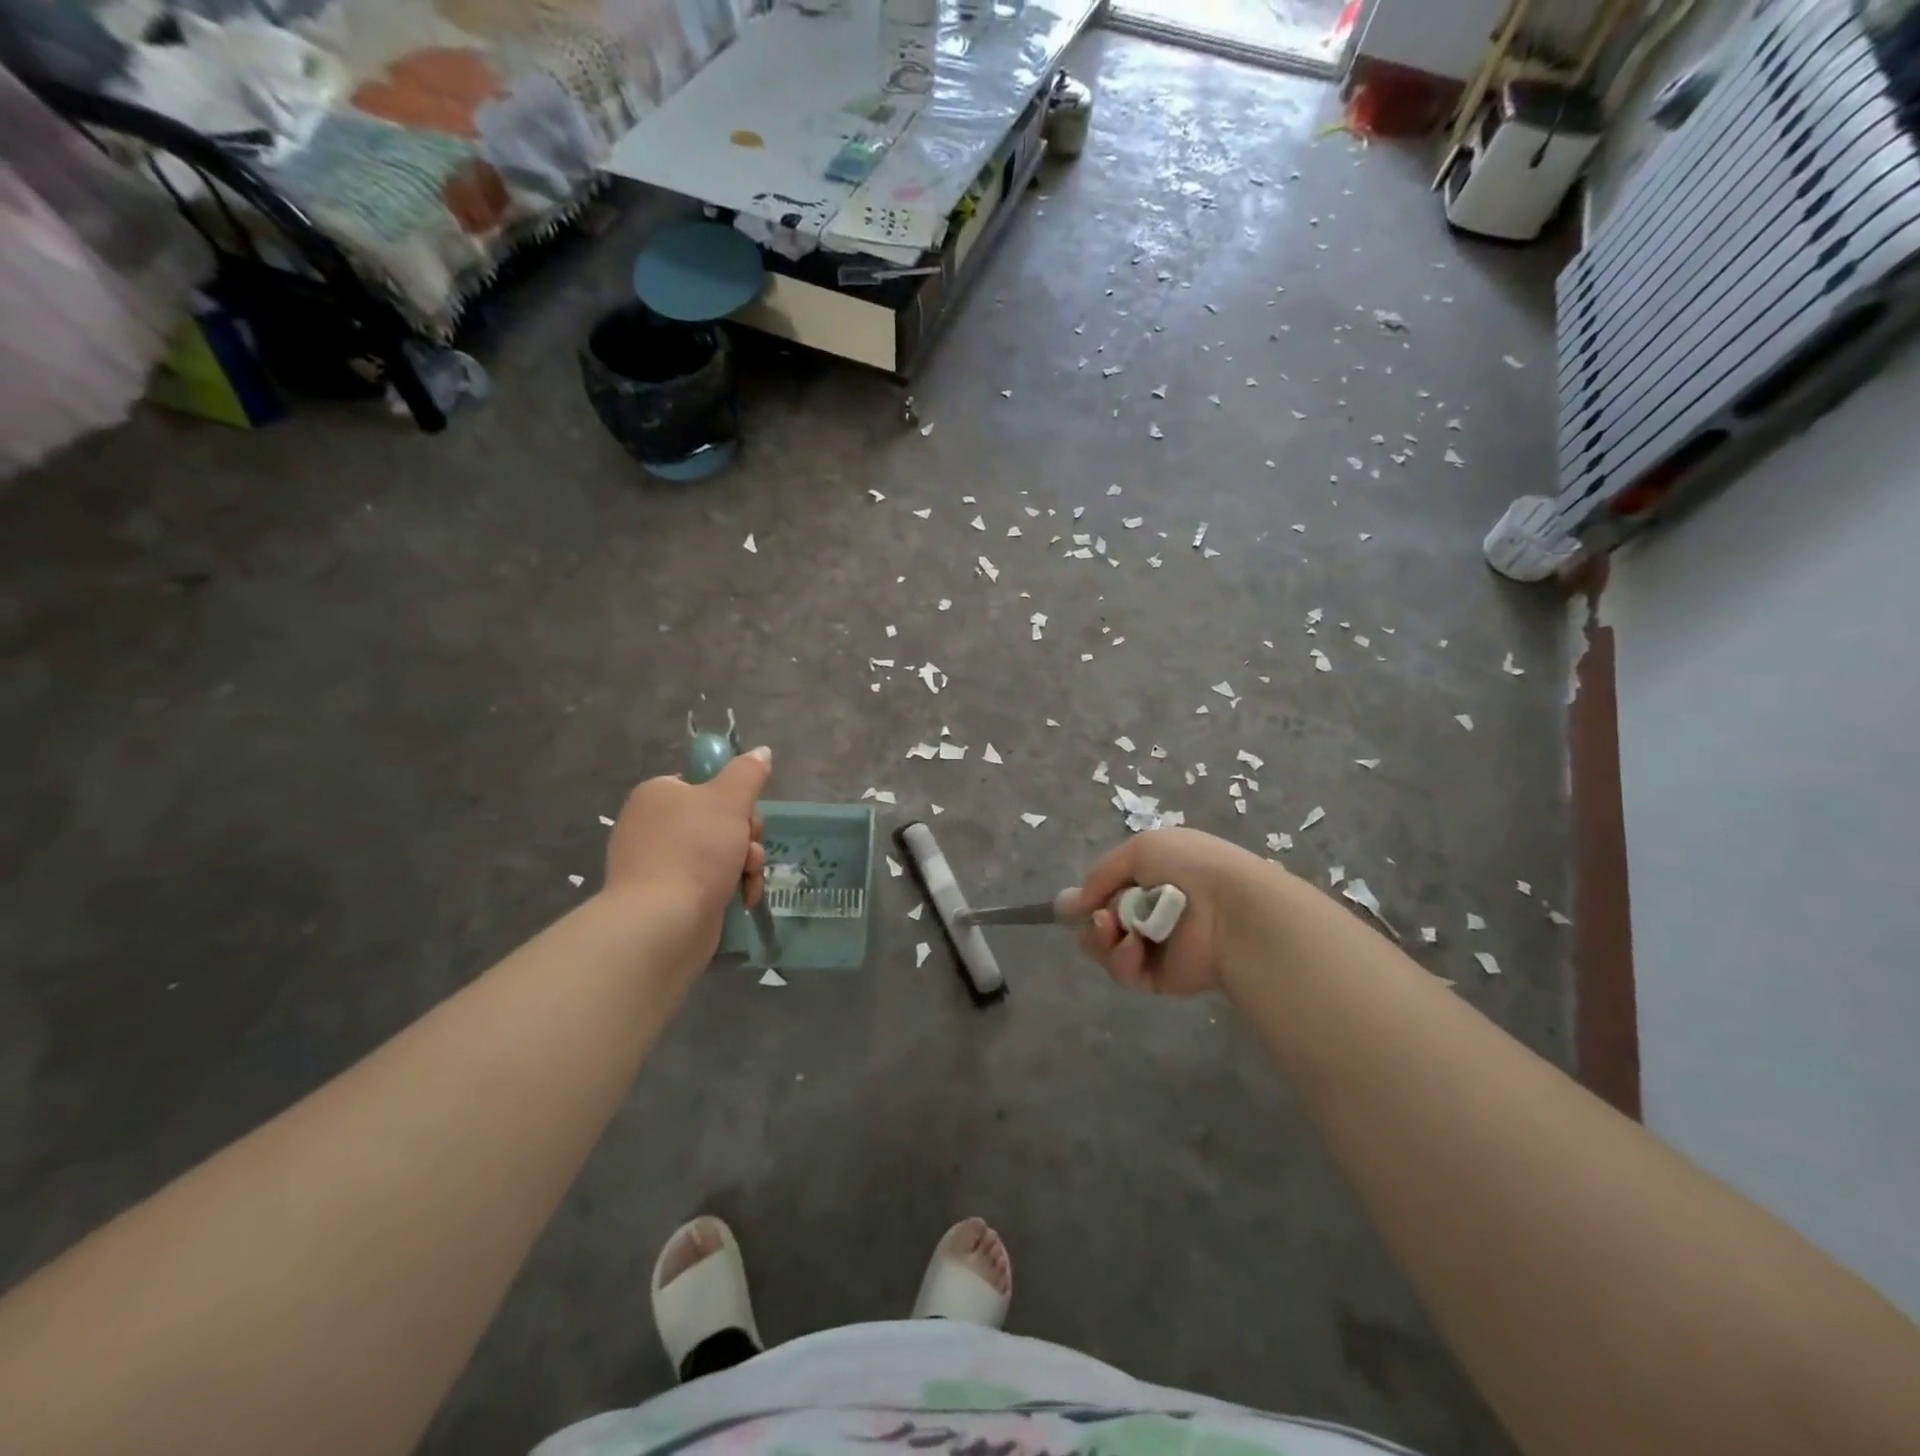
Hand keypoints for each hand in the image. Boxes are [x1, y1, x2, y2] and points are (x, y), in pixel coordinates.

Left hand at [603, 748, 770, 957]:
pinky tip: (743, 899)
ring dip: (745, 863)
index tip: (745, 814)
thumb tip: (762, 751)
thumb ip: (748, 773)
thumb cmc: (695, 850)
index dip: (734, 799)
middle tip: (747, 849)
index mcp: (658, 795)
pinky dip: (732, 888)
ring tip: (746, 879)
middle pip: (719, 819)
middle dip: (746, 836)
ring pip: (722, 852)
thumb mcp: (729, 800)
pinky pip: (711, 881)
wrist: (663, 922)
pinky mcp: (669, 896)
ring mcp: (659, 863)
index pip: (705, 784)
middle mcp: (654, 825)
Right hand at [1067, 828, 1275, 995]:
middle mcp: (1152, 911)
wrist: (1230, 907)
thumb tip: (1069, 905)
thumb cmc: (1189, 866)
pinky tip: (1136, 946)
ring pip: (1105, 947)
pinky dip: (1123, 958)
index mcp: (1153, 877)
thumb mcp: (1139, 850)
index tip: (1077, 903)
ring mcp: (1154, 945)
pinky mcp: (1158, 977)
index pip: (1110, 891)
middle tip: (1105, 917)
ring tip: (1115, 928)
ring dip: (1103, 937)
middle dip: (1095, 918)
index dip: (1091, 896)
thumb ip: (1100, 876)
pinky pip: (1124, 970)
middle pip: (1101, 921)